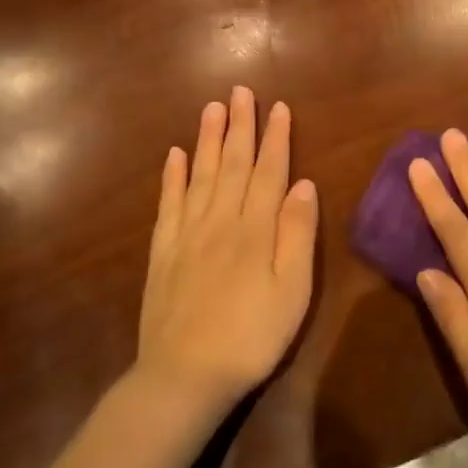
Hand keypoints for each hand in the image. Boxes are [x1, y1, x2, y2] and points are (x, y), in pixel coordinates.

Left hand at [135, 87, 317, 417]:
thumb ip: (298, 233)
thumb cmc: (252, 335)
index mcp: (255, 228)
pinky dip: (171, 177)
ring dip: (207, 139)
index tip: (278, 107)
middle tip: (240, 91)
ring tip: (212, 108)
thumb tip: (304, 183)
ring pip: (199, 175)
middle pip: (232, 163)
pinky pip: (168, 204)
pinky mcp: (163, 253)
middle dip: (239, 125)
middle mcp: (220, 220)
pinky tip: (173, 156)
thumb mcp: (293, 289)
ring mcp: (187, 235)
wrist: (185, 376)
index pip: (268, 171)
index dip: (275, 138)